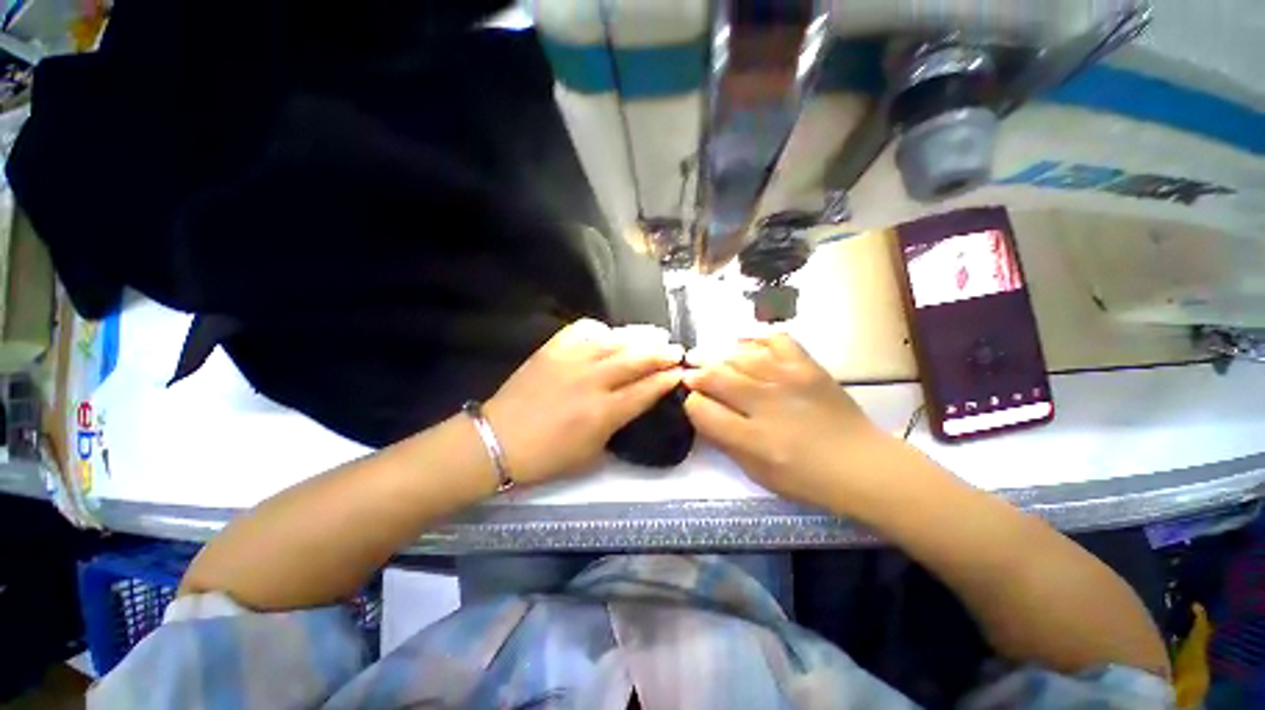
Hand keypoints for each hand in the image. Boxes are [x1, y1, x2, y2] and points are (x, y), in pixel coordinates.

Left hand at [483, 319, 683, 485]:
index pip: (645, 390)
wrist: (498, 440)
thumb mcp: (591, 454)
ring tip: (656, 333)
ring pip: (614, 341)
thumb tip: (633, 405)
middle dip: (661, 353)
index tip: (680, 373)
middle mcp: (593, 381)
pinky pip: (582, 330)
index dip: (666, 380)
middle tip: (676, 350)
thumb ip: (616, 427)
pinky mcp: (552, 350)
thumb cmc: (547, 456)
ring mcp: (572, 361)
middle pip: (636, 360)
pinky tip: (610, 332)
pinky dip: (601, 329)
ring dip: (640, 336)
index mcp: (604, 413)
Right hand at [683, 333, 894, 506]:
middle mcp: (767, 404)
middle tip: (690, 373)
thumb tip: (701, 412)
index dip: (691, 403)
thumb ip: (724, 441)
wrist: (862, 465)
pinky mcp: (808, 366)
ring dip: (717, 356)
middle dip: (696, 374)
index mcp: (753, 439)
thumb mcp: (756, 472)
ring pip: (739, 356)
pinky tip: (746, 348)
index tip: (692, 402)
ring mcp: (789, 380)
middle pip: (716, 376)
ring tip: (709, 358)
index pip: (702, 409)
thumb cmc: (806, 478)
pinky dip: (756, 341)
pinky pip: (775, 341)